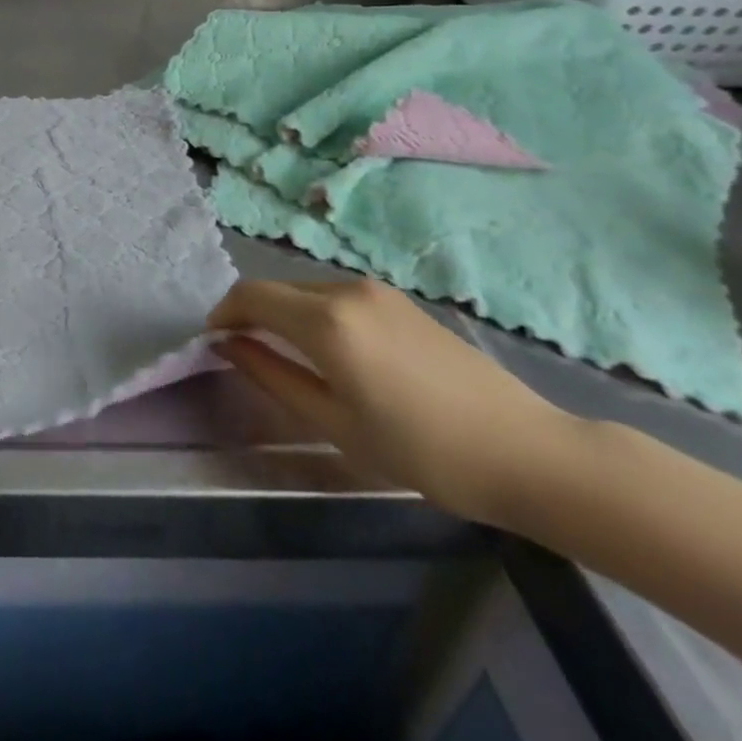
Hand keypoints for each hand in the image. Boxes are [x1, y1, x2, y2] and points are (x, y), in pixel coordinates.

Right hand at [209, 278, 572, 526]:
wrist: (528, 452)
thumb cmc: (422, 450)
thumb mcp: (335, 424)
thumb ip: (272, 376)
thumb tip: (227, 346)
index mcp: (325, 320)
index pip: (250, 296)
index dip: (223, 314)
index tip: (213, 344)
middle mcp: (345, 290)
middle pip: (276, 289)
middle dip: (250, 314)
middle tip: (245, 354)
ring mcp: (376, 291)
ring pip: (305, 290)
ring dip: (283, 313)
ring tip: (287, 357)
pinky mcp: (399, 300)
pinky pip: (337, 297)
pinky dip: (314, 314)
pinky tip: (332, 353)